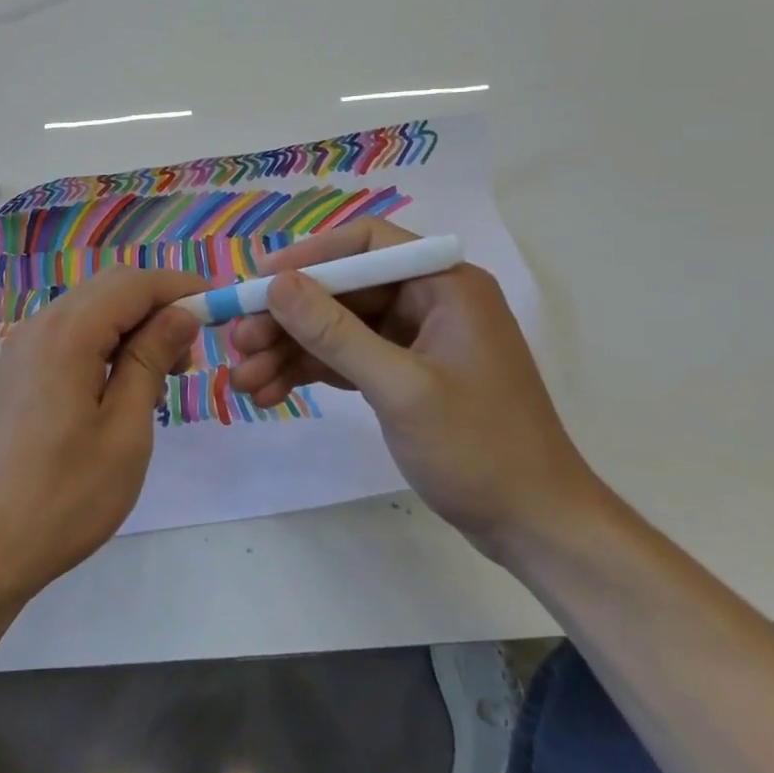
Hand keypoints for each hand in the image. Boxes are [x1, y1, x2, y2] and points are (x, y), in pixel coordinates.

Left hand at [0, 265, 205, 604]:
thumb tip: (181, 314)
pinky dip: (102, 344)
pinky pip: (67, 337)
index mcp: (68, 333)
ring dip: (130, 326)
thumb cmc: (64, 496)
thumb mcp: (125, 429)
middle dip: (156, 305)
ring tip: (160, 378)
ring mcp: (21, 349)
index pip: (134, 284)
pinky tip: (118, 389)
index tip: (218, 307)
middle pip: (109, 289)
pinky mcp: (15, 374)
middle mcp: (39, 326)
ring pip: (88, 311)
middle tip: (190, 352)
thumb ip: (151, 360)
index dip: (180, 287)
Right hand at [228, 219, 601, 555]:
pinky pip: (347, 359)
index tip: (259, 281)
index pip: (366, 245)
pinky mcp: (405, 374)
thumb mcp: (400, 388)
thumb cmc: (479, 448)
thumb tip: (276, 284)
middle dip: (288, 318)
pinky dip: (310, 373)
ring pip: (338, 328)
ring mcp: (416, 339)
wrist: (536, 528)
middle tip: (237, 344)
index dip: (308, 257)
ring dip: (290, 351)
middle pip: (342, 291)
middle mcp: (429, 301)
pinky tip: (270, 392)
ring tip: (242, 380)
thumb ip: (335, 333)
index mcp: (444, 285)